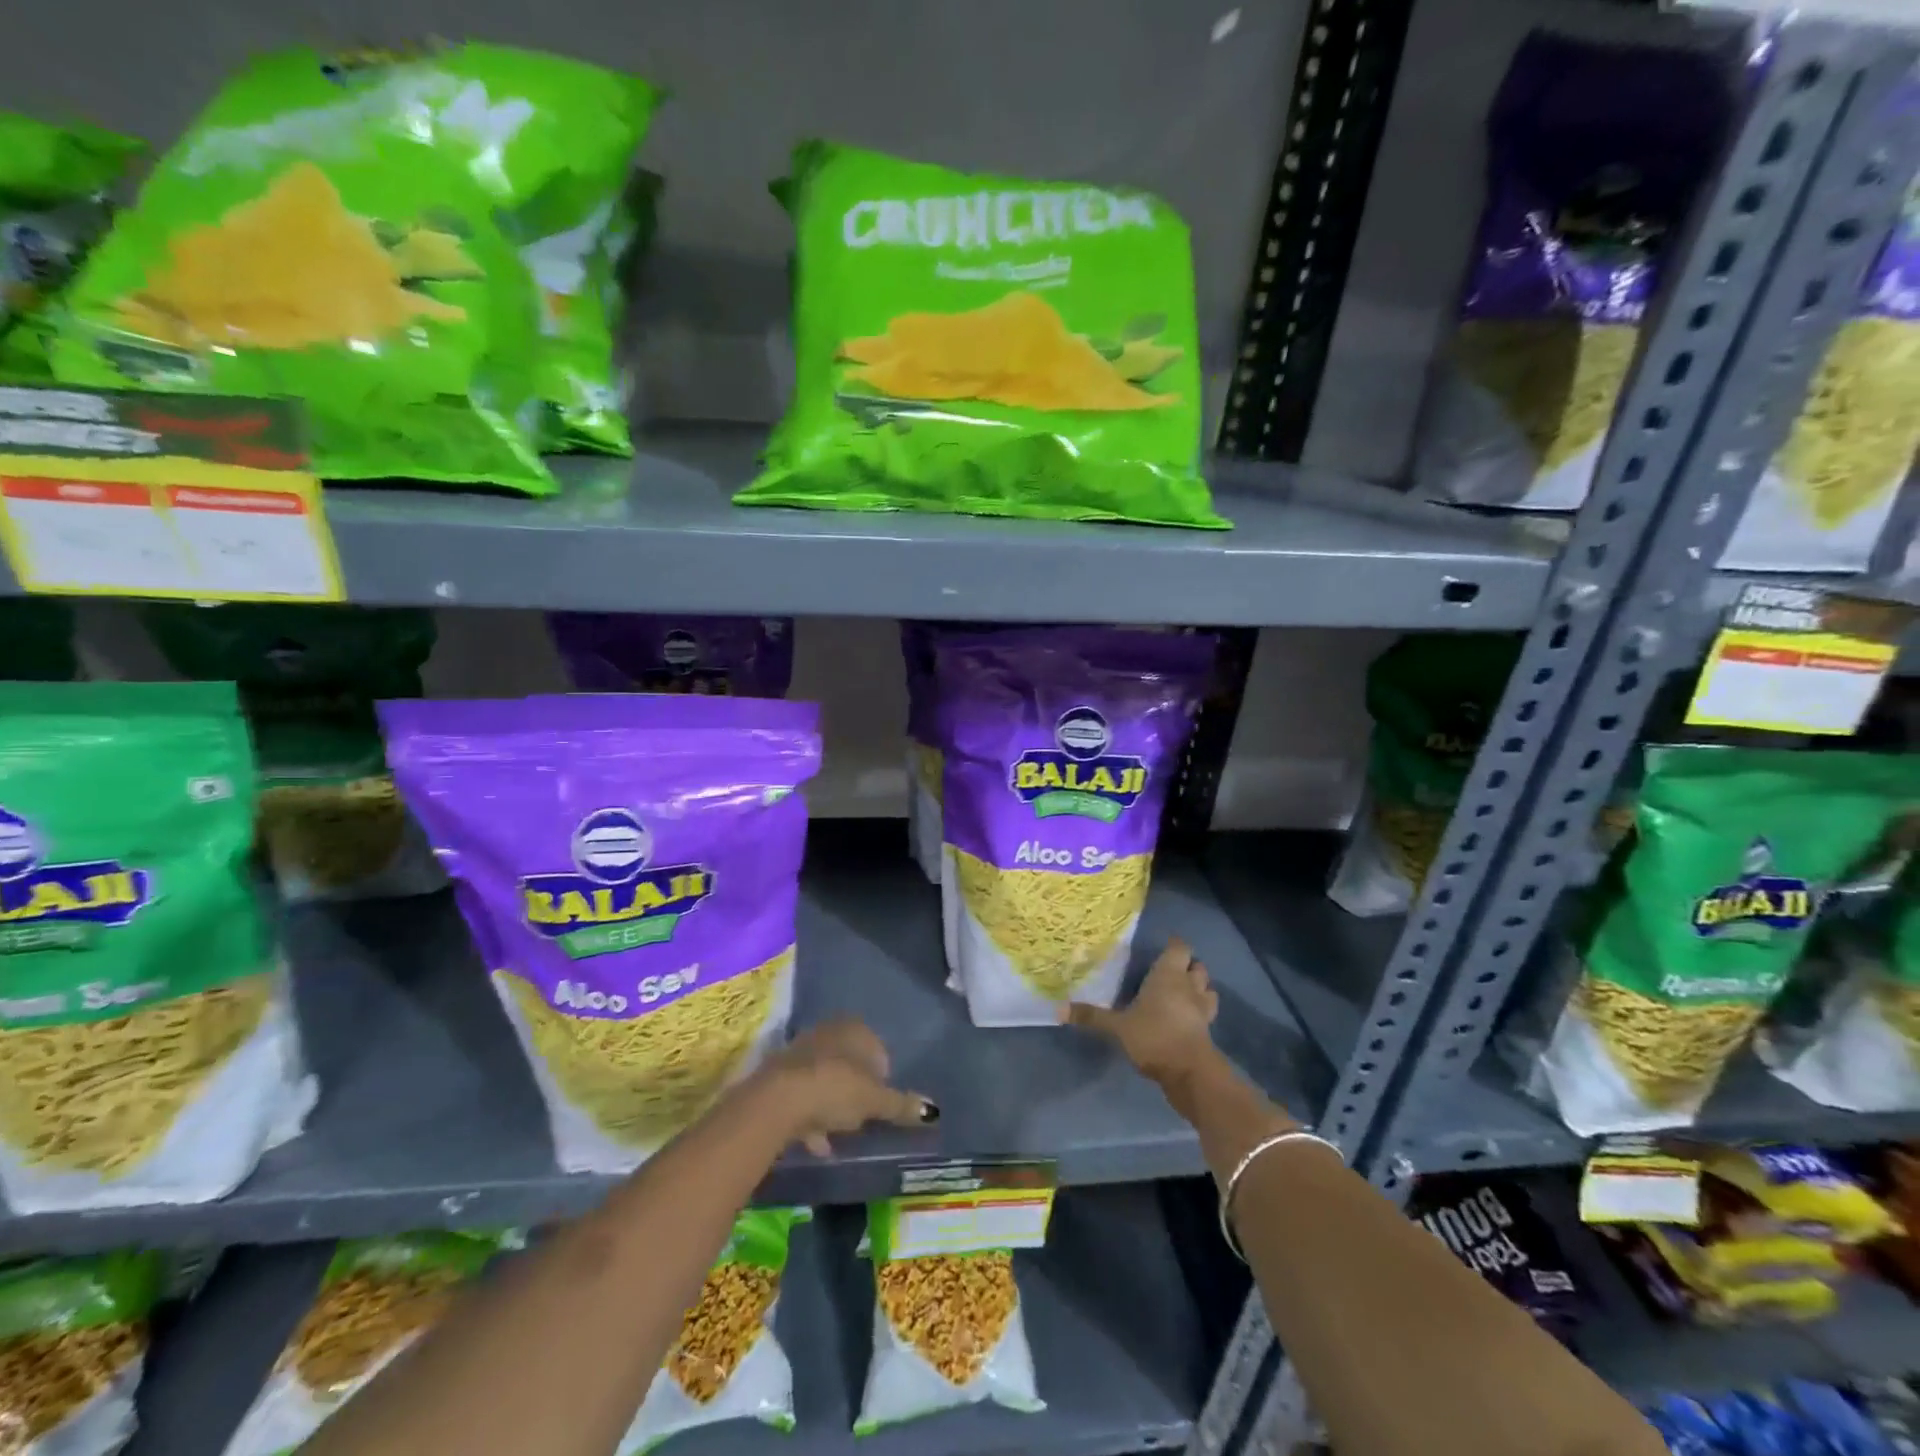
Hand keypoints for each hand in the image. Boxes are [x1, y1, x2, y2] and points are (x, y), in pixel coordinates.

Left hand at [764, 1018, 937, 1157]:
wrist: (777, 1100)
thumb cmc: (835, 1089)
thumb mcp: (875, 1102)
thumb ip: (901, 1105)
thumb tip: (933, 1111)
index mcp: (855, 1029)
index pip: (878, 1049)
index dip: (882, 1078)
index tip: (881, 1104)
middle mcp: (828, 1032)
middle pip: (850, 1063)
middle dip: (855, 1090)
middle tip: (861, 1118)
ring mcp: (801, 1051)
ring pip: (825, 1078)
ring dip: (831, 1105)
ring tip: (838, 1135)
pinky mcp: (779, 1075)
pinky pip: (803, 1094)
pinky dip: (811, 1116)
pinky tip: (816, 1141)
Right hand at [1059, 937, 1219, 1087]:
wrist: (1189, 1072)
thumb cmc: (1153, 1036)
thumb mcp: (1117, 1027)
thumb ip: (1091, 1017)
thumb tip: (1058, 1010)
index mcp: (1168, 975)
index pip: (1179, 948)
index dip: (1173, 945)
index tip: (1163, 946)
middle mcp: (1189, 986)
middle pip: (1197, 966)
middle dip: (1187, 966)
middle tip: (1169, 971)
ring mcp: (1202, 1009)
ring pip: (1208, 988)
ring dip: (1199, 987)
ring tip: (1183, 992)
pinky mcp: (1208, 1030)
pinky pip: (1207, 1013)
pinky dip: (1200, 1011)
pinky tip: (1186, 1018)